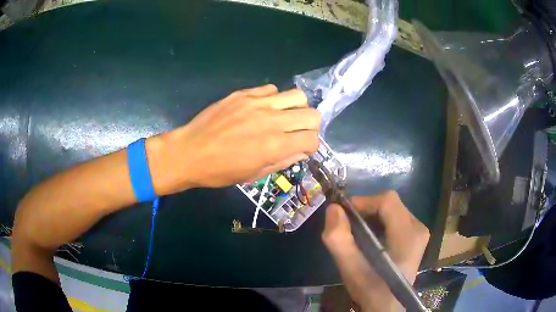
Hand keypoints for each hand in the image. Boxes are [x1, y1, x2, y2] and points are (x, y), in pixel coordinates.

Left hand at [148, 84, 320, 193]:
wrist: (190, 152)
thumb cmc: (220, 170)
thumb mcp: (254, 175)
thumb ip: (283, 161)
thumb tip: (302, 150)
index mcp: (275, 146)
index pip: (313, 139)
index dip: (311, 146)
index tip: (302, 149)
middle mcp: (272, 121)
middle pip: (312, 114)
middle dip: (310, 126)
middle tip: (297, 132)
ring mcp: (257, 103)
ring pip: (297, 95)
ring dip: (296, 108)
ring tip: (283, 117)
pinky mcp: (244, 94)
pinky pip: (271, 89)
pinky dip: (274, 99)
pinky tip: (262, 108)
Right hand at [322, 191, 429, 311]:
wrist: (388, 307)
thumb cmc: (371, 290)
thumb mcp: (351, 270)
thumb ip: (339, 240)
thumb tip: (333, 209)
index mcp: (408, 235)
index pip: (387, 201)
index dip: (363, 201)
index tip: (343, 214)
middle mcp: (418, 228)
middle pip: (390, 203)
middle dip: (366, 209)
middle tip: (348, 225)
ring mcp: (419, 232)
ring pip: (392, 209)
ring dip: (371, 215)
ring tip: (357, 233)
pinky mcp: (416, 236)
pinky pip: (395, 218)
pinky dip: (379, 222)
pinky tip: (370, 238)